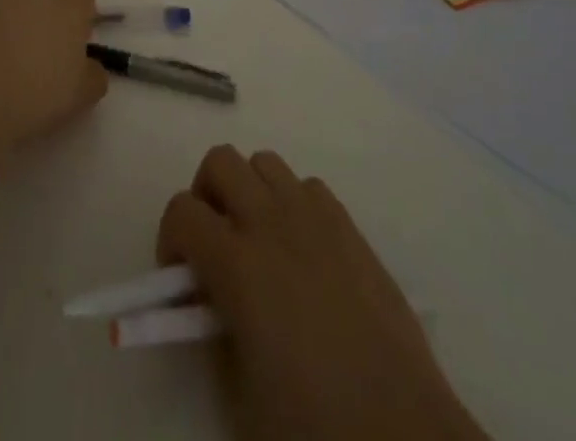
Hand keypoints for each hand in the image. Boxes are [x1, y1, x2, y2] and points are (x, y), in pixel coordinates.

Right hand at [159, 146, 487, 440]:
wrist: (405, 438)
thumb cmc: (315, 430)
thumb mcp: (239, 396)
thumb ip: (213, 331)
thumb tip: (209, 302)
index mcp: (238, 264)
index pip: (182, 211)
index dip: (170, 240)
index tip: (179, 280)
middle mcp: (272, 223)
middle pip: (220, 161)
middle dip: (206, 196)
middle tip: (213, 246)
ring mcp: (315, 219)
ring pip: (265, 162)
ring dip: (249, 191)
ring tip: (258, 244)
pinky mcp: (351, 229)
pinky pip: (307, 186)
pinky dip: (291, 204)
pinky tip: (301, 253)